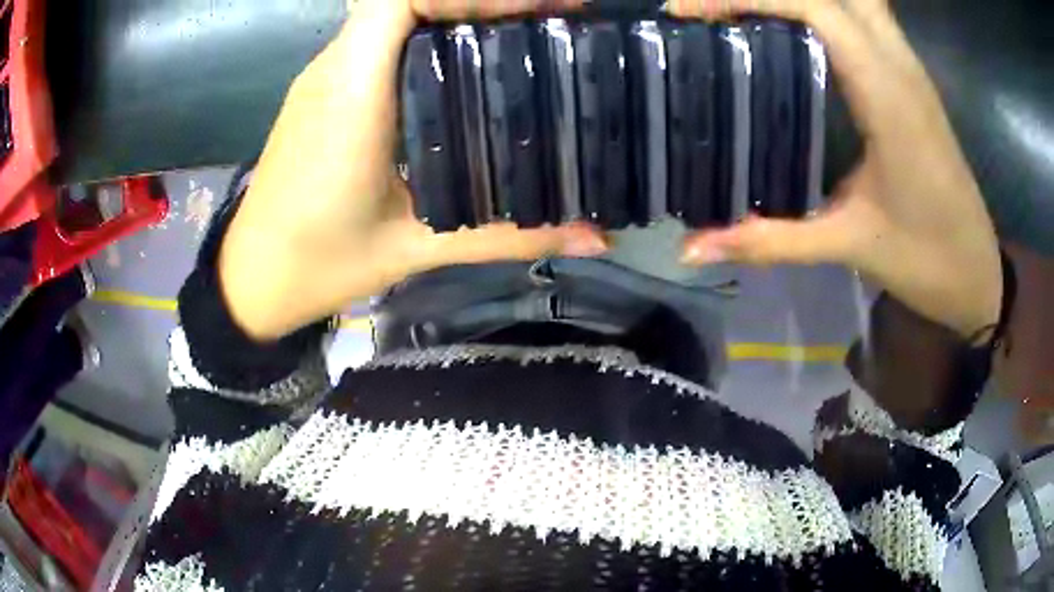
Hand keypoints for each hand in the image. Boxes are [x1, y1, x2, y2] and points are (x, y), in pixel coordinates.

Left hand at [219, 0, 601, 340]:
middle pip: (406, 0)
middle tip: (547, 20)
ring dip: (454, 12)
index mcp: (351, 96)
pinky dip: (425, 33)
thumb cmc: (319, 264)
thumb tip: (595, 237)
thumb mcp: (416, 248)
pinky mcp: (323, 91)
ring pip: (391, 15)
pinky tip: (464, 64)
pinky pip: (377, 39)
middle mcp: (334, 71)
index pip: (400, 2)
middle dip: (478, 0)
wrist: (253, 276)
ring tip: (518, 34)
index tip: (537, 8)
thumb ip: (507, 236)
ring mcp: (323, 78)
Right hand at [675, 0, 1001, 339]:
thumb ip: (772, 239)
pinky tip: (794, 26)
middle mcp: (900, 66)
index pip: (814, 8)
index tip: (688, 11)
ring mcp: (909, 68)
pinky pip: (866, 17)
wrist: (978, 274)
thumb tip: (694, 249)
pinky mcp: (911, 80)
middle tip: (717, 5)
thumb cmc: (928, 260)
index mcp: (888, 96)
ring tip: (745, 9)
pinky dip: (826, 7)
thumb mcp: (851, 246)